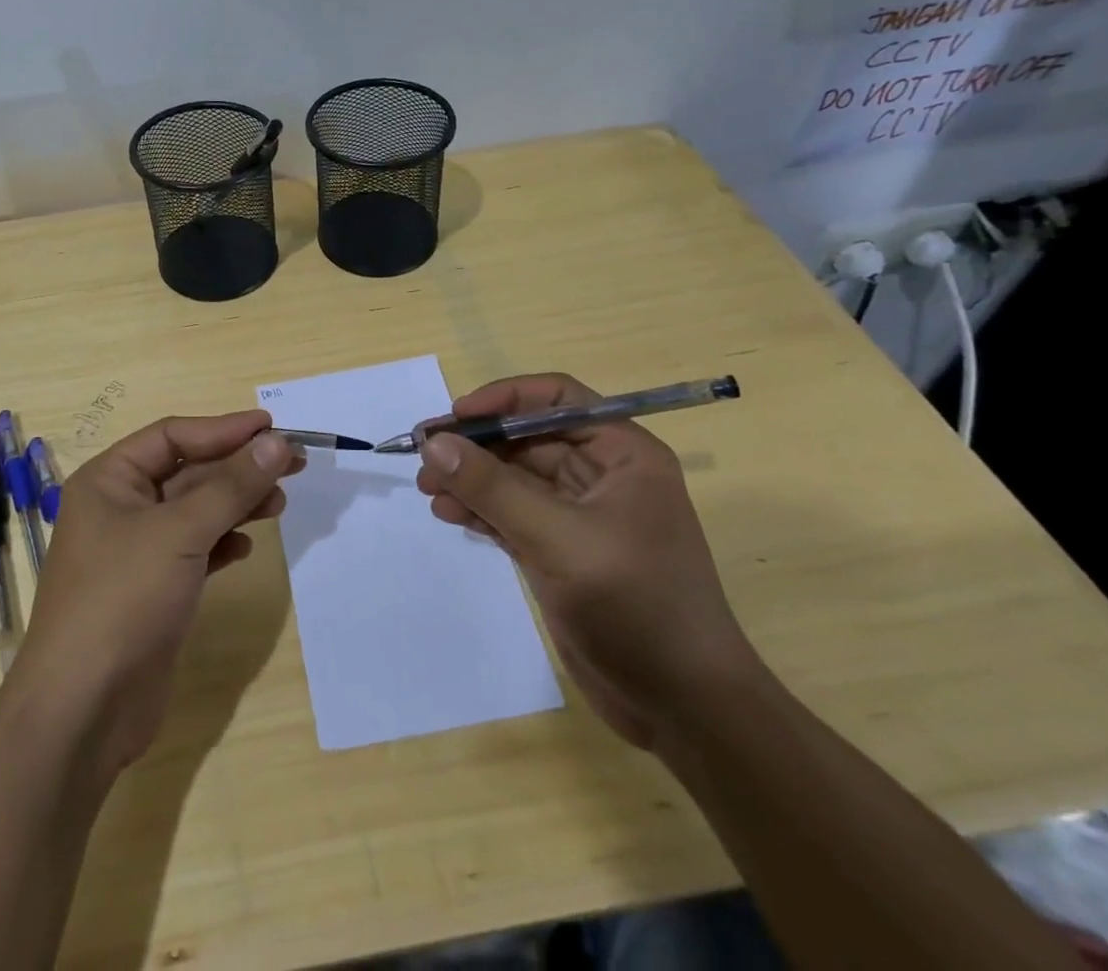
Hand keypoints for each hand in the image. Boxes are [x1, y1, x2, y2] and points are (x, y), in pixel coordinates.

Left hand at [8, 412, 301, 777]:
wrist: (84, 709)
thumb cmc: (124, 598)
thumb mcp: (180, 532)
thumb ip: (232, 486)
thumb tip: (277, 442)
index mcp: (109, 480)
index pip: (172, 435)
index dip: (223, 428)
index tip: (272, 427)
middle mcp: (120, 508)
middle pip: (188, 471)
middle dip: (237, 467)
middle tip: (292, 464)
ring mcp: (136, 551)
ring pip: (195, 511)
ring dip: (236, 503)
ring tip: (279, 502)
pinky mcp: (154, 589)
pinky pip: (195, 549)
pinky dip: (222, 542)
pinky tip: (246, 547)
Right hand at [416, 374, 758, 749]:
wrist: (683, 708)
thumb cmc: (636, 606)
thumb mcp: (559, 539)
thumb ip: (492, 488)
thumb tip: (433, 443)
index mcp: (622, 454)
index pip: (556, 399)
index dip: (504, 399)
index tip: (456, 418)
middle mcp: (602, 474)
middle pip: (526, 438)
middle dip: (476, 446)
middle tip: (425, 458)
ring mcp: (579, 515)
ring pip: (514, 477)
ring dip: (471, 479)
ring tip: (428, 491)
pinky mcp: (561, 550)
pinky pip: (511, 513)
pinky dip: (480, 510)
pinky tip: (448, 513)